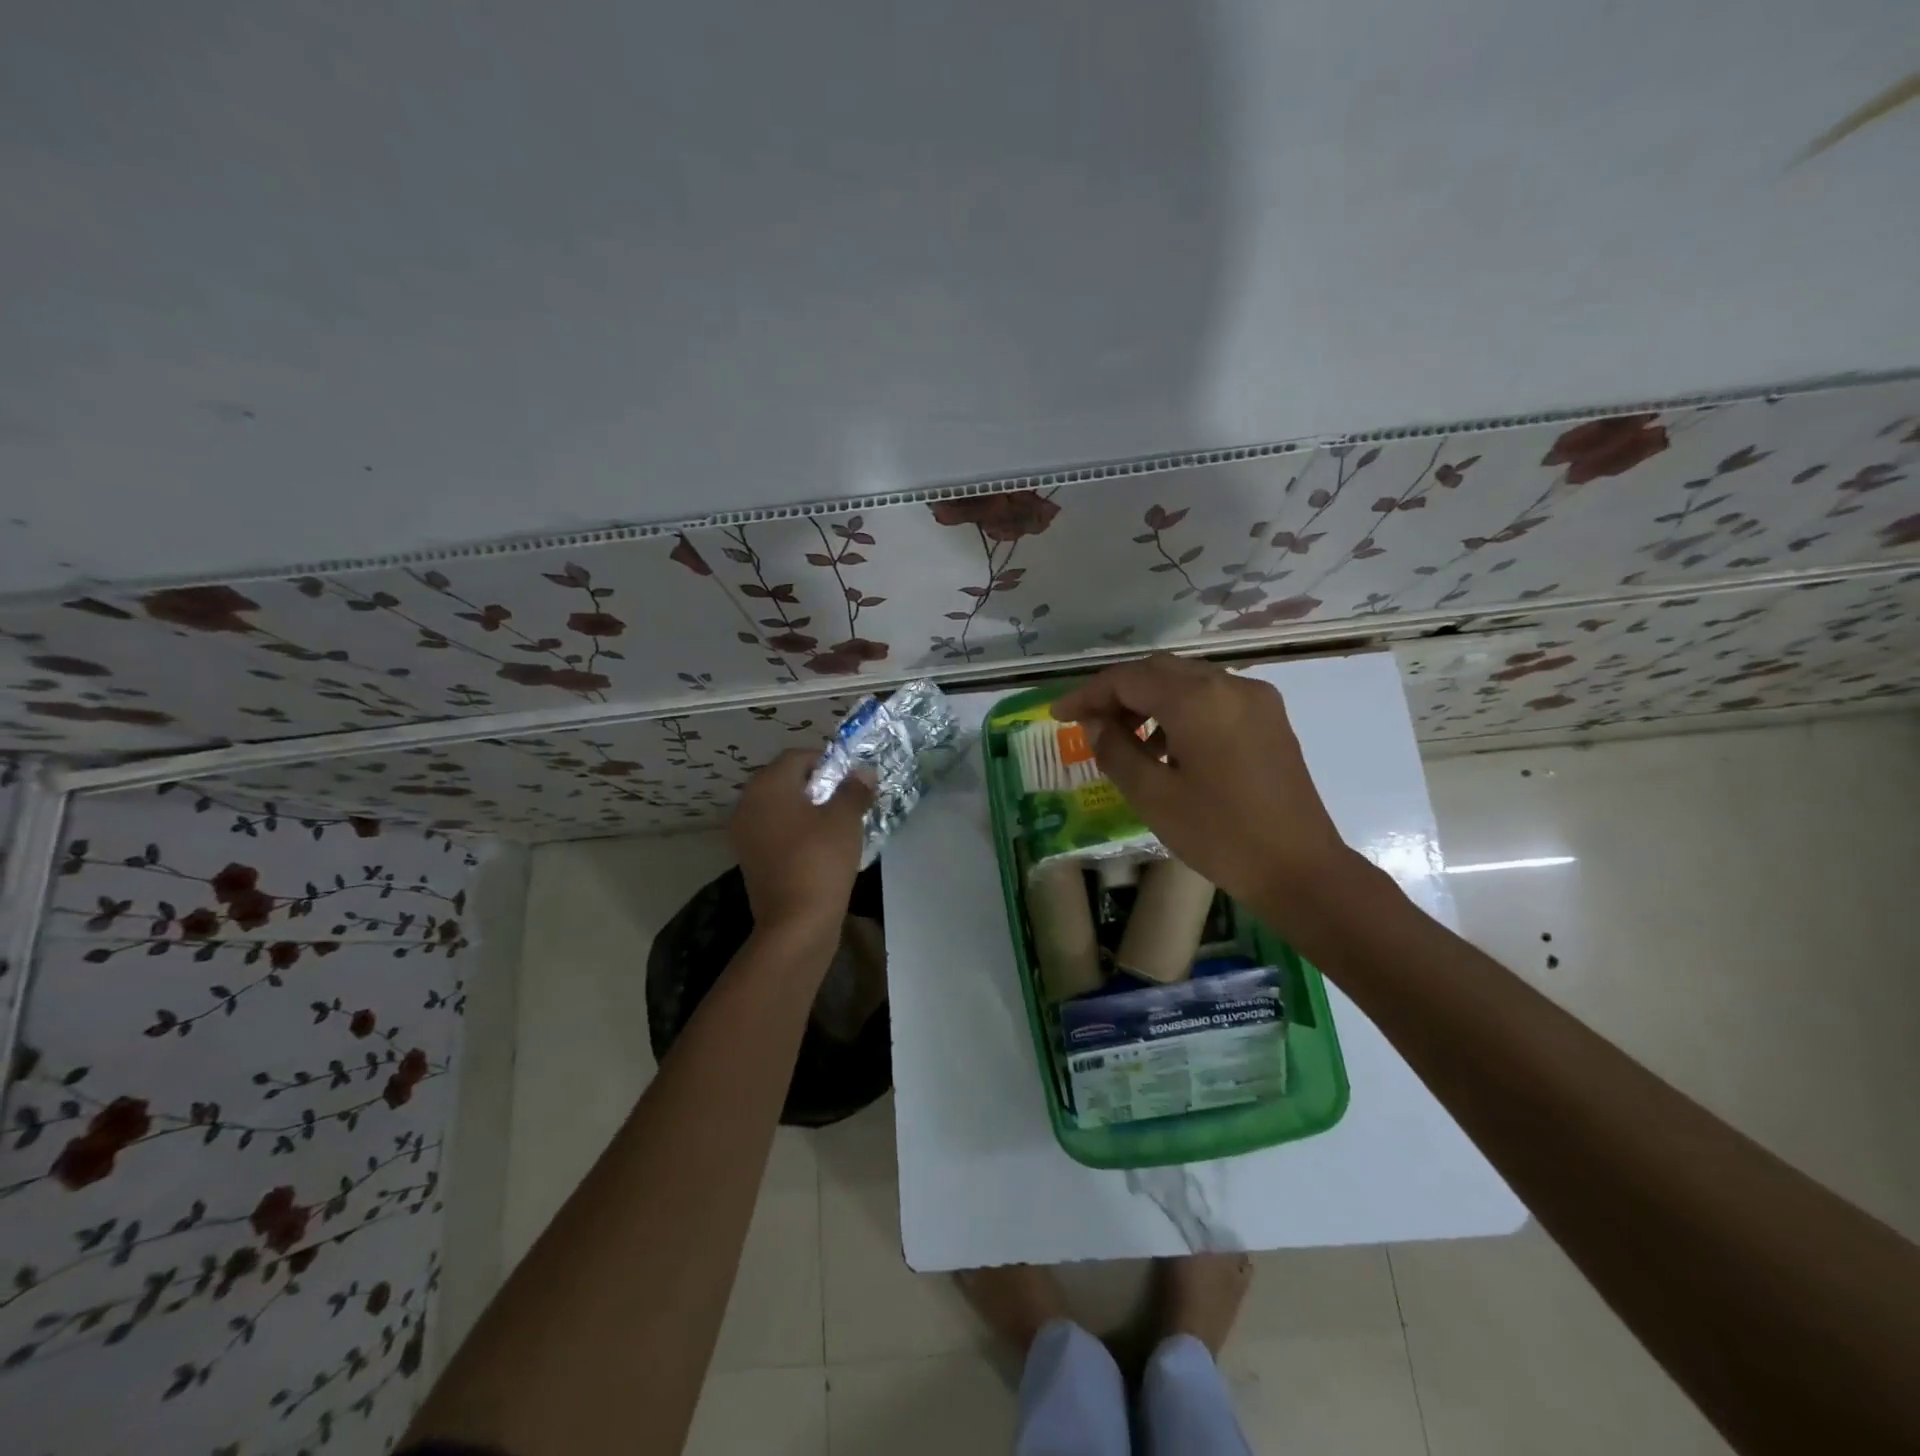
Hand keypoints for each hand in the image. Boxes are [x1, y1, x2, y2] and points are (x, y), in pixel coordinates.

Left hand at [729, 749, 873, 937]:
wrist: (795, 923)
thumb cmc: (820, 860)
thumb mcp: (845, 819)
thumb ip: (854, 790)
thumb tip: (862, 773)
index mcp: (767, 785)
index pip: (797, 756)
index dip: (827, 761)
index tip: (851, 778)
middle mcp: (748, 803)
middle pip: (784, 780)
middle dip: (816, 784)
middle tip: (846, 799)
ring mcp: (744, 833)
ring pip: (779, 807)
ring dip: (806, 808)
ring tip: (836, 823)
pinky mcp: (750, 858)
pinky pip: (774, 830)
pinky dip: (795, 830)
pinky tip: (819, 845)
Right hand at [1051, 655, 1358, 912]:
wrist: (1301, 869)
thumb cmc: (1220, 835)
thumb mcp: (1153, 796)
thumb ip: (1116, 750)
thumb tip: (1095, 723)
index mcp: (1197, 700)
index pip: (1128, 679)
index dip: (1088, 694)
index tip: (1059, 715)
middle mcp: (1229, 685)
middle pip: (1158, 671)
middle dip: (1119, 693)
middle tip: (1090, 725)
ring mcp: (1256, 699)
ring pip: (1187, 681)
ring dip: (1150, 700)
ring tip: (1128, 740)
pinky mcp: (1270, 719)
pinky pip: (1213, 698)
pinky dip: (1181, 710)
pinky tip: (1170, 748)